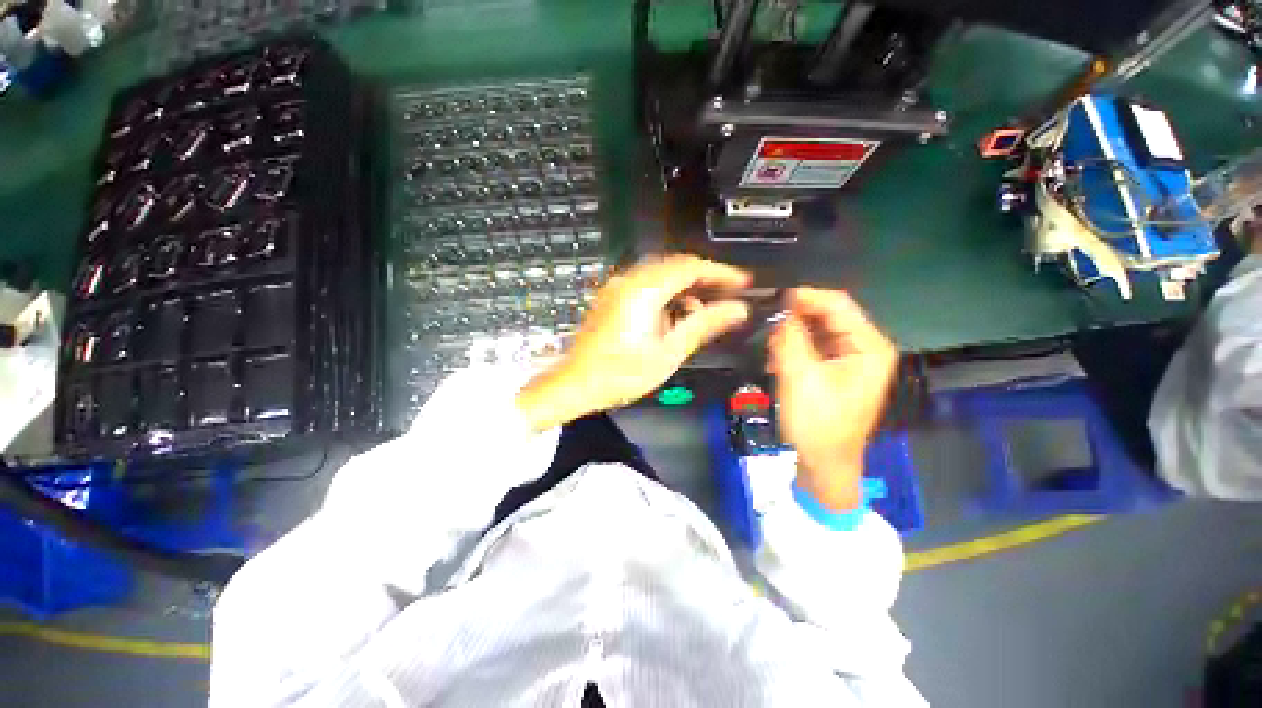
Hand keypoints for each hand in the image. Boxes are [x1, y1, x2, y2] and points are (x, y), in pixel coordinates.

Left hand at [518, 255, 751, 430]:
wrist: (577, 384)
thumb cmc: (622, 373)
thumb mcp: (669, 351)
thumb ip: (703, 324)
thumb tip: (737, 310)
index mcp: (644, 290)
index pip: (691, 266)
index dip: (720, 272)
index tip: (743, 282)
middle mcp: (628, 280)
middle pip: (675, 266)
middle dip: (704, 279)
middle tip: (727, 296)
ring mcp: (617, 288)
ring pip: (660, 275)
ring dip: (685, 288)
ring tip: (702, 312)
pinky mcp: (611, 298)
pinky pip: (646, 285)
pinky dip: (666, 295)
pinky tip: (673, 316)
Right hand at [769, 288, 898, 510]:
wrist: (823, 464)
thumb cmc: (817, 424)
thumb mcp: (800, 378)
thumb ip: (789, 339)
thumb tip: (778, 310)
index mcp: (869, 346)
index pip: (838, 305)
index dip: (805, 297)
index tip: (773, 298)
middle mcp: (865, 347)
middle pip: (828, 316)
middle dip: (796, 317)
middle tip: (765, 320)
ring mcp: (851, 359)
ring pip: (817, 330)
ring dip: (792, 333)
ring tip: (768, 340)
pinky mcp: (836, 370)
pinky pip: (813, 346)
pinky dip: (794, 347)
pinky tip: (776, 356)